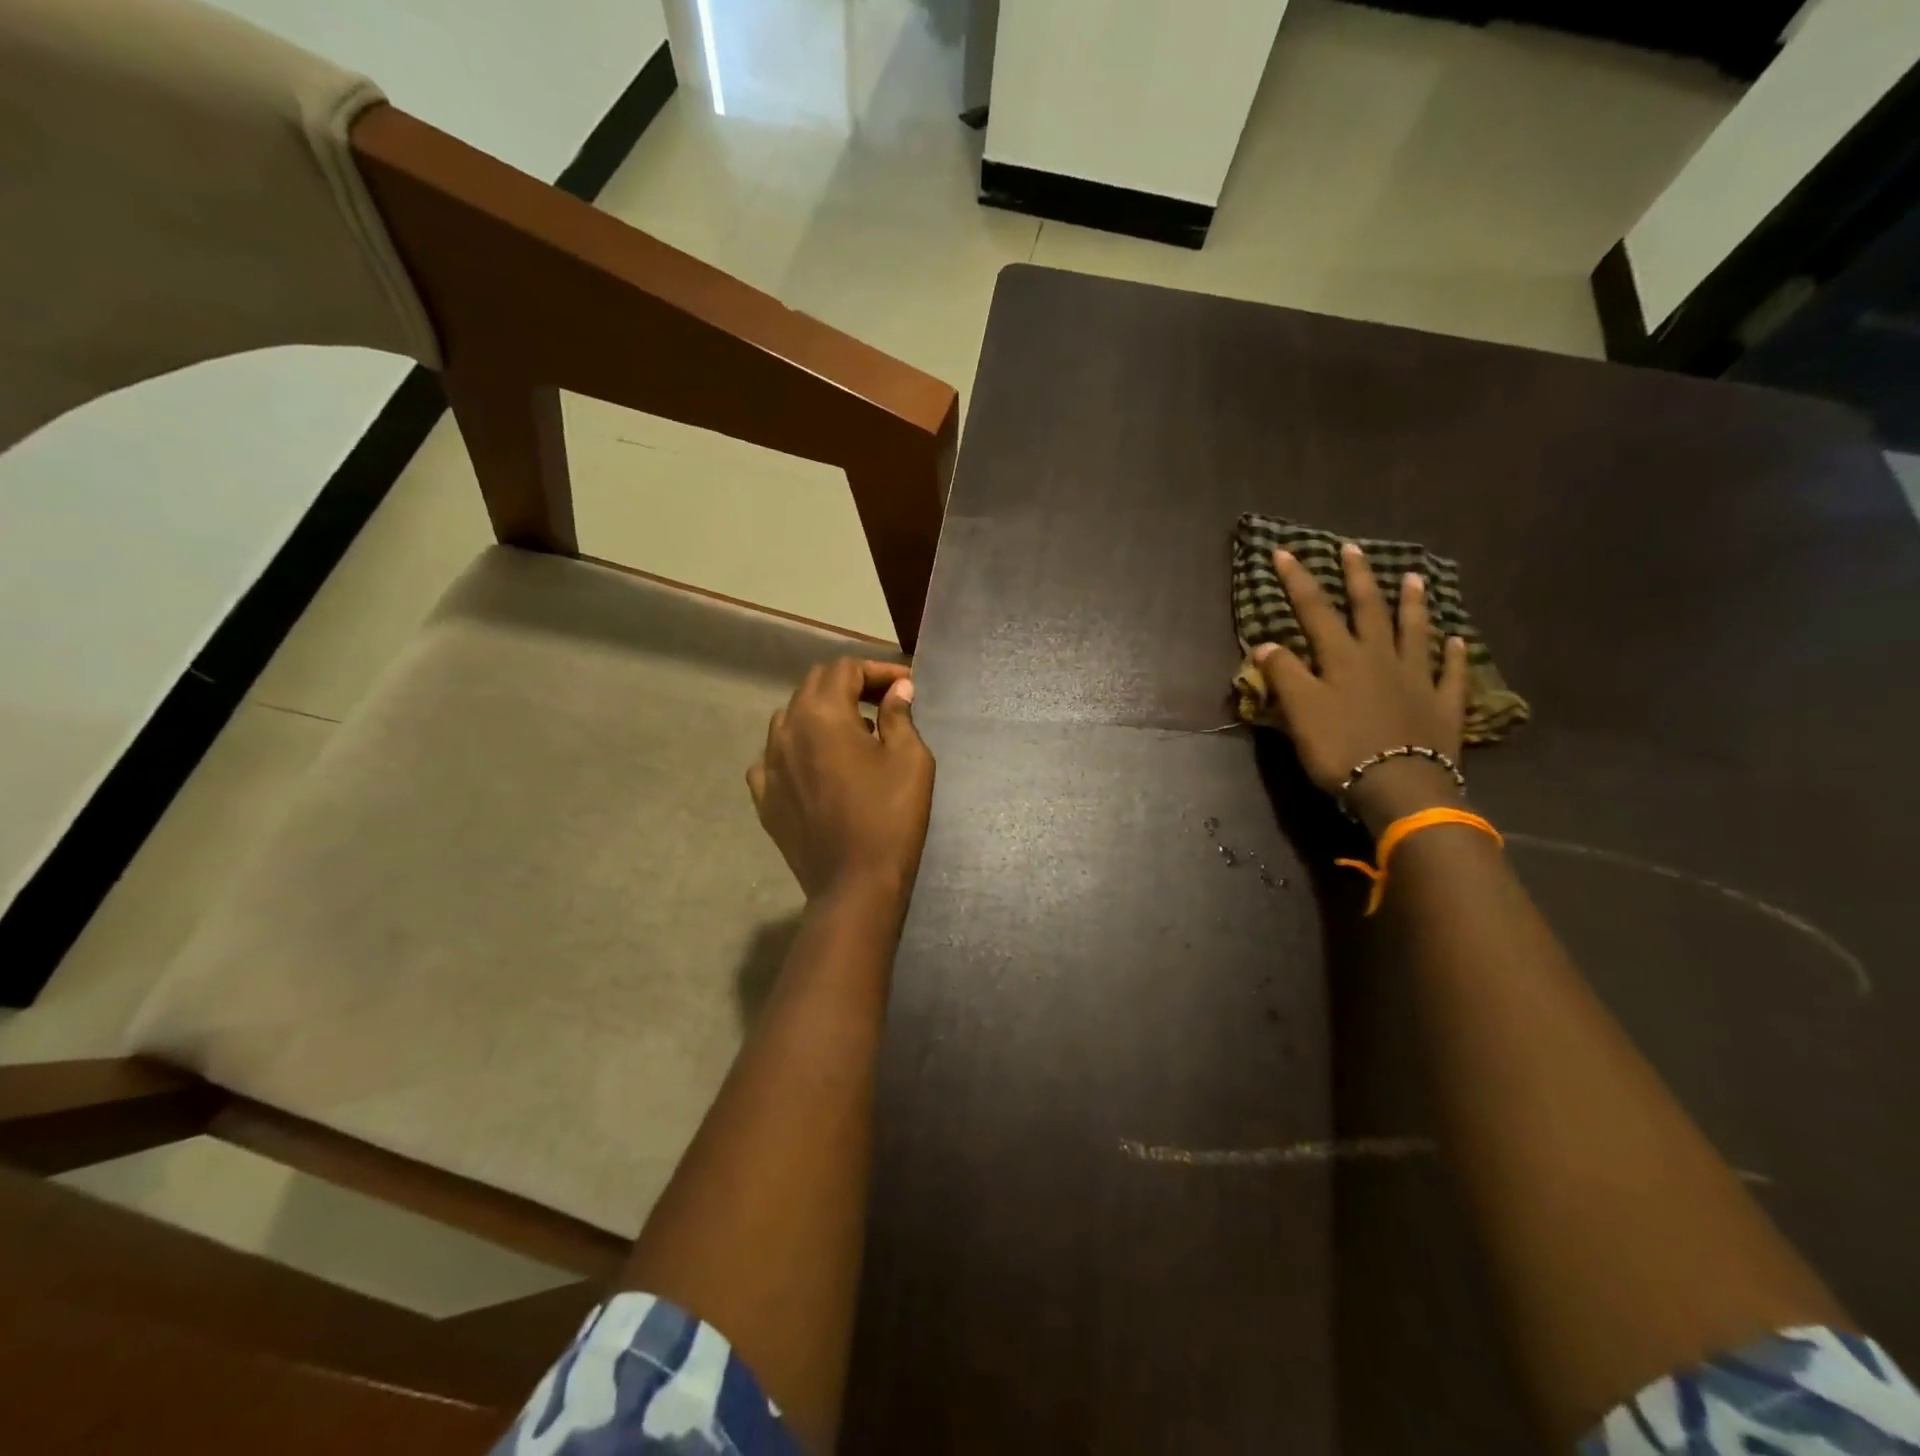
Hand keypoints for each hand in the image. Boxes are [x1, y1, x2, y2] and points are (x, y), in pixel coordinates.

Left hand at [747, 659, 934, 906]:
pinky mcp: (764, 797)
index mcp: (821, 714)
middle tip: (883, 701)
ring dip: (822, 714)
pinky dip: (797, 750)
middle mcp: (786, 730)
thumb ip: (899, 715)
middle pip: (813, 686)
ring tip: (853, 732)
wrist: (855, 885)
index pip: (845, 669)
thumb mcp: (910, 759)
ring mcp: (768, 765)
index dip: (878, 670)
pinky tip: (817, 766)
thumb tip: (898, 690)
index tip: (906, 685)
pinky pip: (773, 758)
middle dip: (849, 685)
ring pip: (790, 719)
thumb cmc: (890, 817)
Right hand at [1254, 543, 1467, 830]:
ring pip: (1415, 632)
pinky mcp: (1443, 705)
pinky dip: (1453, 655)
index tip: (1285, 551)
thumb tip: (1266, 644)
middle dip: (1358, 578)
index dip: (1298, 581)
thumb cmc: (1340, 747)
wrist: (1398, 786)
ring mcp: (1417, 679)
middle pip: (1369, 610)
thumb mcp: (1299, 711)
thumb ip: (1284, 674)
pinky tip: (1456, 640)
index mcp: (1342, 658)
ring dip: (1413, 604)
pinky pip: (1450, 673)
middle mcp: (1381, 658)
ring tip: (1415, 578)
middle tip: (1353, 548)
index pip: (1315, 610)